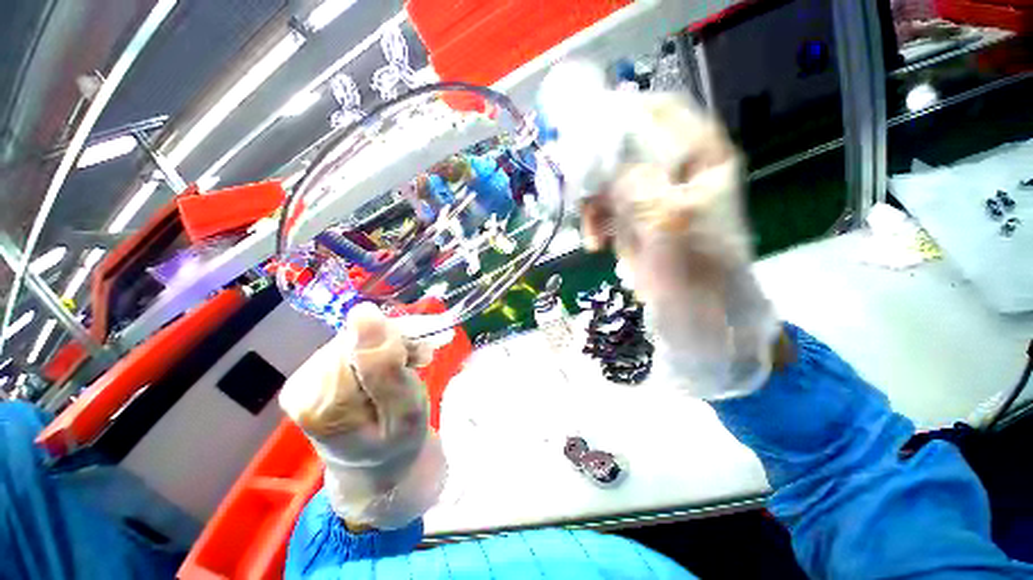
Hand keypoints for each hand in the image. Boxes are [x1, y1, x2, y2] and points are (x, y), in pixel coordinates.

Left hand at [280, 303, 444, 529]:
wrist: (378, 466)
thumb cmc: (399, 442)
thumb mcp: (404, 411)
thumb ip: (385, 366)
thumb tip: (363, 312)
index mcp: (323, 404)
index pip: (360, 343)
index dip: (394, 343)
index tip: (419, 359)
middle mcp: (302, 388)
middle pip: (354, 339)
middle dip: (392, 345)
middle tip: (417, 363)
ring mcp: (302, 381)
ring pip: (353, 338)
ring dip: (386, 346)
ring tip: (407, 365)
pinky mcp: (310, 376)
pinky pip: (348, 345)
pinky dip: (375, 350)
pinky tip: (389, 365)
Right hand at [540, 64, 779, 397]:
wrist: (700, 311)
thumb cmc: (697, 267)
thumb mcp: (669, 223)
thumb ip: (637, 186)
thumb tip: (602, 158)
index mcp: (700, 156)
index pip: (658, 112)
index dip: (621, 113)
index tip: (585, 131)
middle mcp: (675, 169)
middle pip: (626, 147)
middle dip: (597, 169)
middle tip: (576, 189)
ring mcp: (654, 195)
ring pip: (610, 180)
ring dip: (593, 204)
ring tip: (592, 234)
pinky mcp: (638, 218)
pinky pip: (607, 209)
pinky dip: (596, 224)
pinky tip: (595, 245)